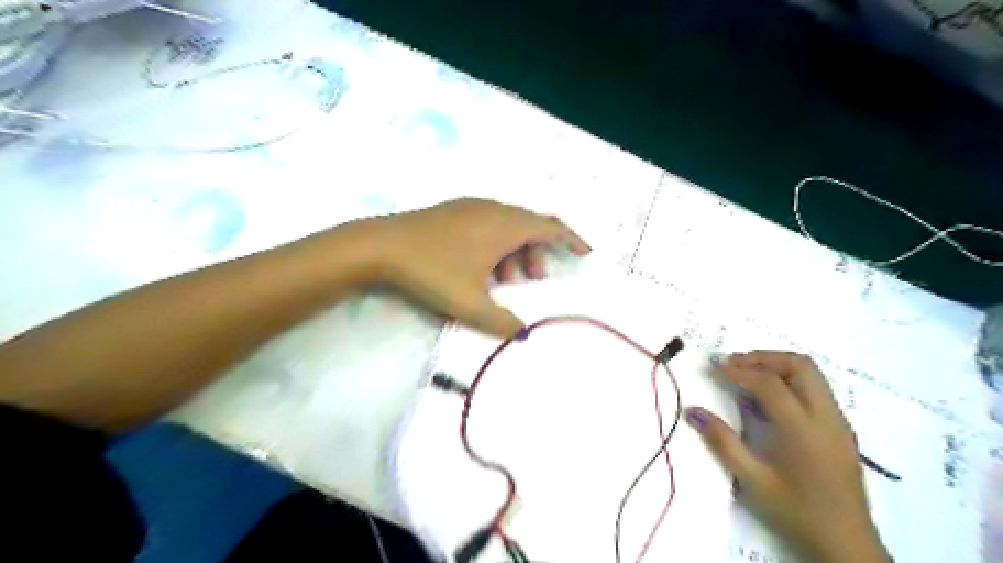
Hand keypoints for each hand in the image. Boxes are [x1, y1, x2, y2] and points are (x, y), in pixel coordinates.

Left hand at [362, 198, 588, 338]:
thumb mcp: (470, 304)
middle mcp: (492, 210)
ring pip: (507, 225)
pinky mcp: (452, 211)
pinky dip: (496, 244)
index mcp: (504, 226)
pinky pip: (488, 223)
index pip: (550, 226)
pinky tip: (478, 266)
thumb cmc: (431, 271)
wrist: (379, 246)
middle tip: (531, 280)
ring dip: (514, 250)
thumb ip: (502, 322)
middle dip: (537, 253)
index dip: (571, 239)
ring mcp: (470, 207)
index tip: (585, 252)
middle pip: (529, 226)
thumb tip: (522, 332)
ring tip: (503, 280)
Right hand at [687, 352, 888, 562]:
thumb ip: (721, 441)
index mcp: (802, 429)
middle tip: (734, 364)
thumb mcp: (752, 480)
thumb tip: (692, 410)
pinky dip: (791, 380)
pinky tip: (771, 397)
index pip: (769, 383)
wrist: (847, 545)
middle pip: (799, 365)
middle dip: (763, 358)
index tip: (714, 367)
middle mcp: (826, 417)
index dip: (738, 370)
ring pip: (812, 373)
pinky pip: (817, 389)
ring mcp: (838, 422)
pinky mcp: (842, 429)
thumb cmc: (796, 512)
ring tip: (748, 374)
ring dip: (778, 365)